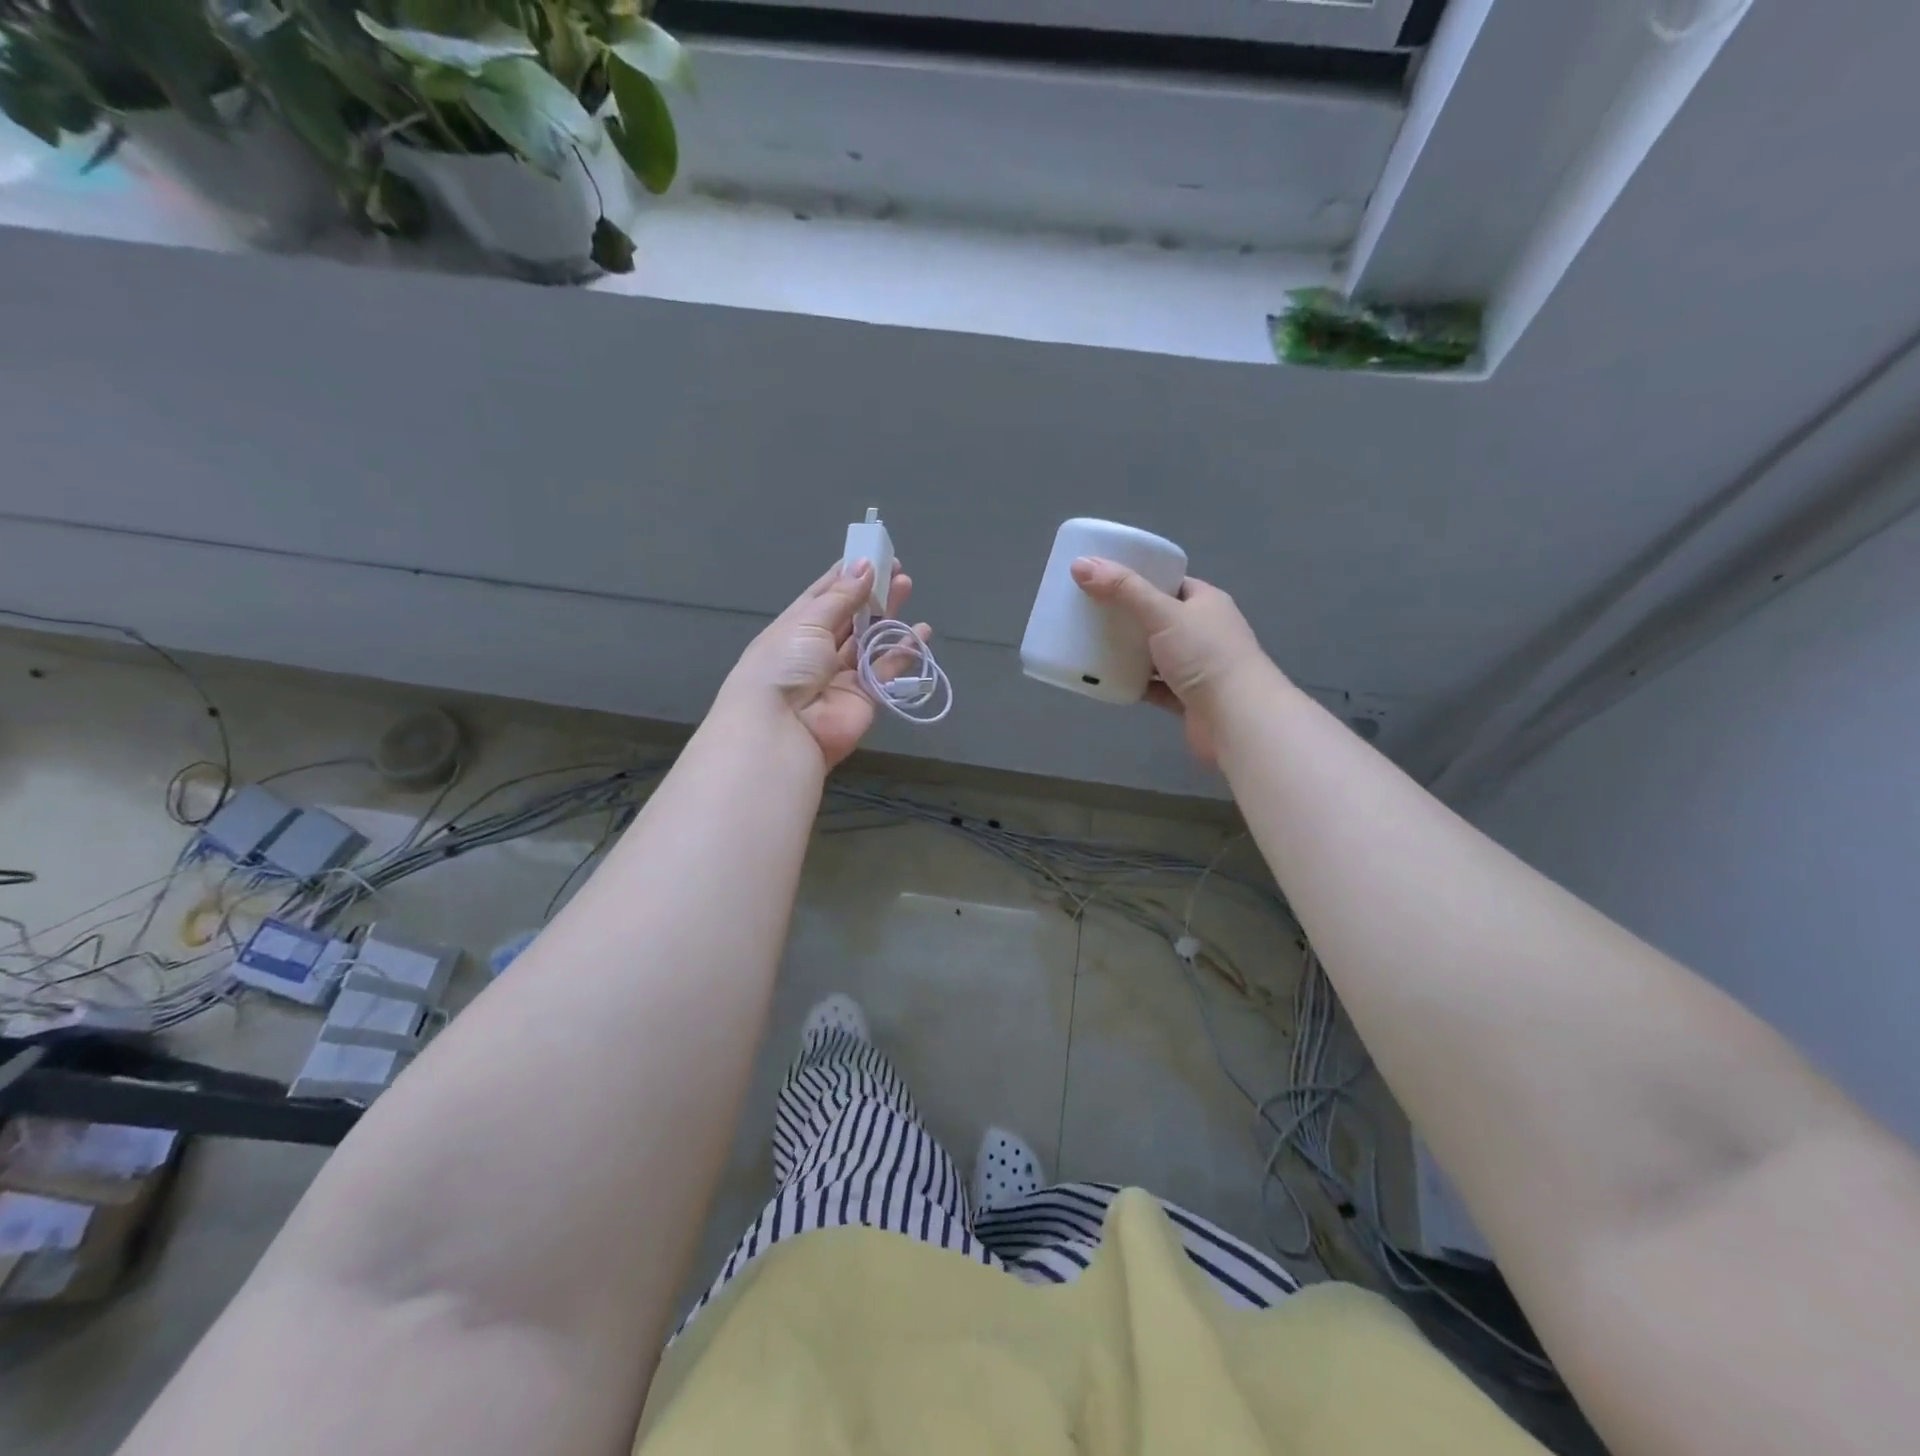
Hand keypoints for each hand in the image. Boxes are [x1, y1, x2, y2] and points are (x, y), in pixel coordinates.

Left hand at [720, 560, 927, 769]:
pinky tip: (921, 632)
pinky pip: (887, 669)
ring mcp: (843, 674)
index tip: (872, 555)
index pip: (824, 595)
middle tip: (898, 570)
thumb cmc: (785, 664)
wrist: (782, 727)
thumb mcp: (807, 621)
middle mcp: (819, 649)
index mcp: (796, 627)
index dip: (847, 575)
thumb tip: (864, 566)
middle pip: (851, 615)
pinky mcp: (865, 696)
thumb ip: (841, 596)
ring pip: (870, 639)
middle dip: (873, 592)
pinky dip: (904, 651)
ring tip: (907, 587)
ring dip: (889, 615)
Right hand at [1070, 556, 1269, 764]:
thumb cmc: (1204, 655)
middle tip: (1091, 613)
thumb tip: (1080, 564)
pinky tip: (1107, 680)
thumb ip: (1123, 589)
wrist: (1236, 718)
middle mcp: (1205, 632)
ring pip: (1156, 654)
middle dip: (1129, 617)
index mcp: (1207, 603)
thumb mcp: (1162, 613)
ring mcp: (1198, 667)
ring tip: (1092, 644)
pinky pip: (1154, 686)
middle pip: (1160, 619)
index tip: (1106, 580)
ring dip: (1130, 652)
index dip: (1141, 578)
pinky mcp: (1188, 699)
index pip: (1171, 583)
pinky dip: (1134, 683)